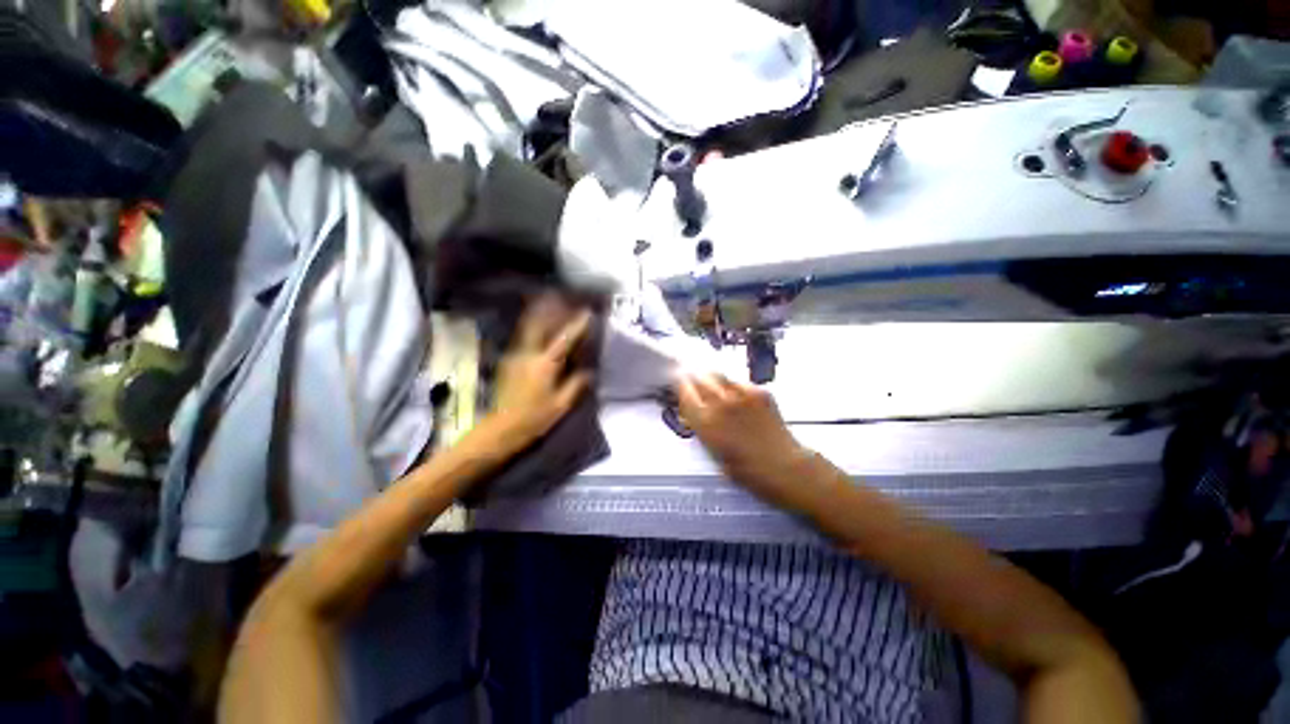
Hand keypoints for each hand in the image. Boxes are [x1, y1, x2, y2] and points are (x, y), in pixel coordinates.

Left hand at [481, 298, 593, 455]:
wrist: (500, 429)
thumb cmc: (534, 419)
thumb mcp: (561, 405)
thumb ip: (576, 385)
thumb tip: (589, 371)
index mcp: (545, 364)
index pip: (564, 339)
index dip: (577, 326)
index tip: (587, 312)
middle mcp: (528, 354)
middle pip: (538, 324)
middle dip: (550, 309)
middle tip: (560, 297)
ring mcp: (515, 356)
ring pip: (527, 328)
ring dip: (538, 314)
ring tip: (546, 302)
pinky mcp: (508, 362)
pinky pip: (522, 338)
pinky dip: (531, 327)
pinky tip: (536, 326)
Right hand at [676, 374, 809, 505]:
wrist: (784, 467)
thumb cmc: (748, 470)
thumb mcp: (713, 453)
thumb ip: (699, 430)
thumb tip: (690, 416)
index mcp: (705, 422)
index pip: (684, 391)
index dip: (680, 389)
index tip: (679, 388)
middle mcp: (721, 403)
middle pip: (698, 377)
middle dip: (693, 380)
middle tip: (693, 385)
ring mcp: (741, 395)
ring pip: (717, 374)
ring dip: (711, 380)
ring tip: (714, 389)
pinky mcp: (758, 391)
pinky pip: (738, 381)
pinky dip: (733, 386)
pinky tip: (737, 398)